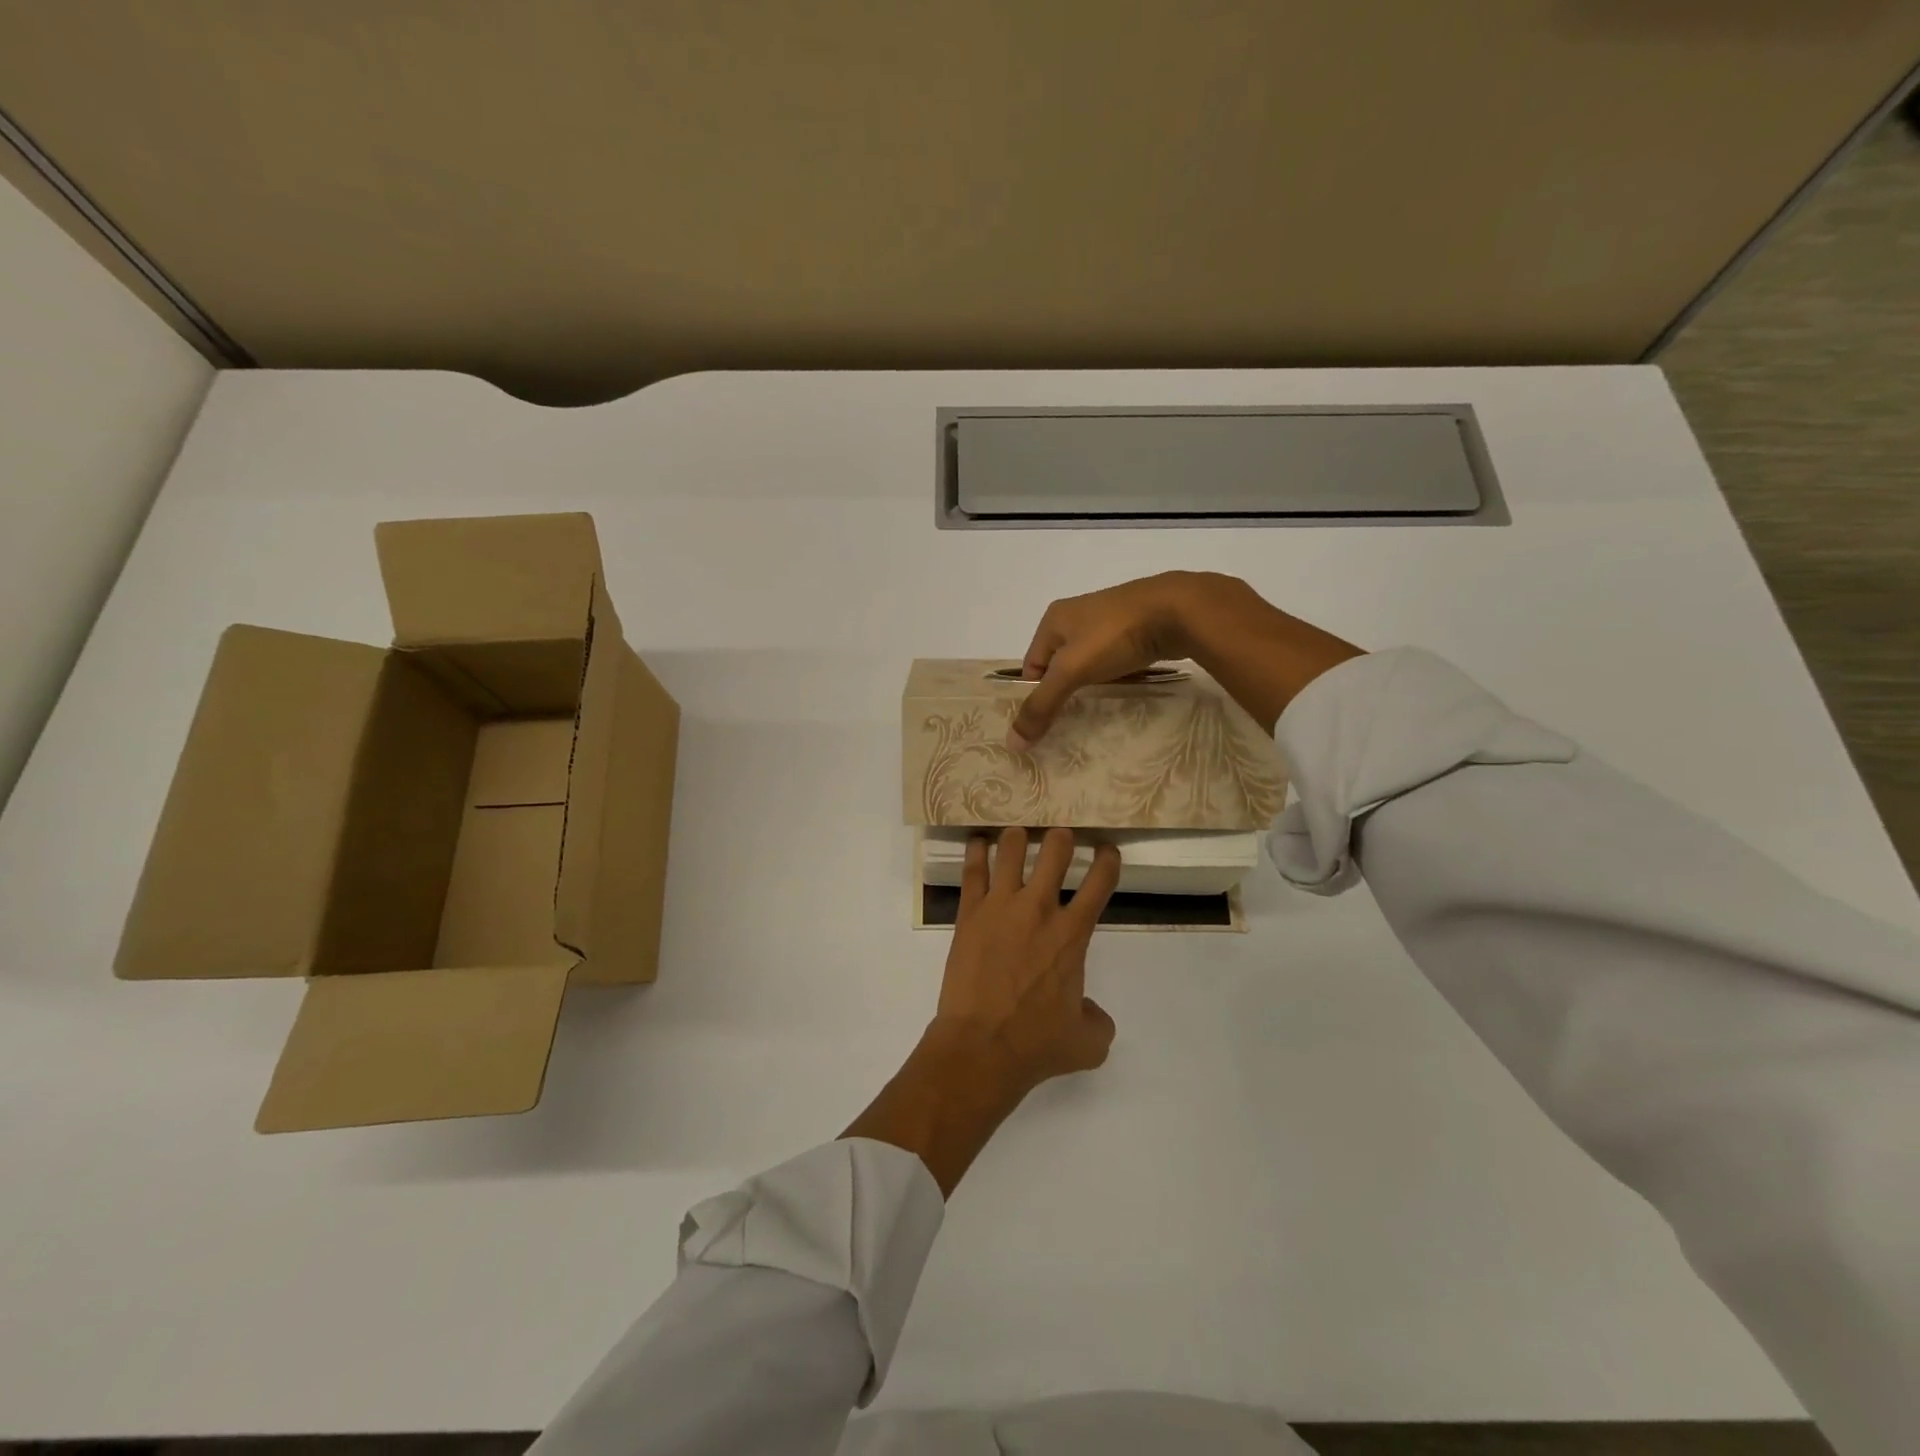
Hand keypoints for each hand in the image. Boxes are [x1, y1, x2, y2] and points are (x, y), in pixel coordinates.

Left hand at [842, 827, 1119, 1195]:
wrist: (981, 1046)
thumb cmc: (1036, 1043)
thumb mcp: (1088, 1042)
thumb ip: (1098, 1020)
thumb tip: (1091, 1011)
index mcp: (1073, 934)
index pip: (1100, 882)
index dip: (1107, 860)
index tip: (1106, 851)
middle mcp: (1039, 909)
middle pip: (1055, 851)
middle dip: (1061, 837)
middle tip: (1060, 836)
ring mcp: (1001, 906)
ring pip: (1011, 850)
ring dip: (1018, 837)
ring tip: (1018, 833)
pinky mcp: (969, 913)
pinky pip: (973, 871)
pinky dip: (976, 852)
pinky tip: (978, 842)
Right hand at [1009, 571, 1364, 748]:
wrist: (1180, 610)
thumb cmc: (1114, 636)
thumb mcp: (1071, 672)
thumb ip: (1042, 706)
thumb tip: (1012, 743)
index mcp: (1053, 619)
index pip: (1031, 666)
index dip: (1036, 695)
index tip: (1047, 725)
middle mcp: (1078, 616)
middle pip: (1061, 666)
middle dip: (1066, 693)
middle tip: (1072, 725)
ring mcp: (1111, 621)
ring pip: (1092, 664)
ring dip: (1095, 687)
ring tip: (1101, 713)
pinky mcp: (1138, 629)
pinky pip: (1119, 661)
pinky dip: (1120, 679)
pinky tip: (1128, 695)